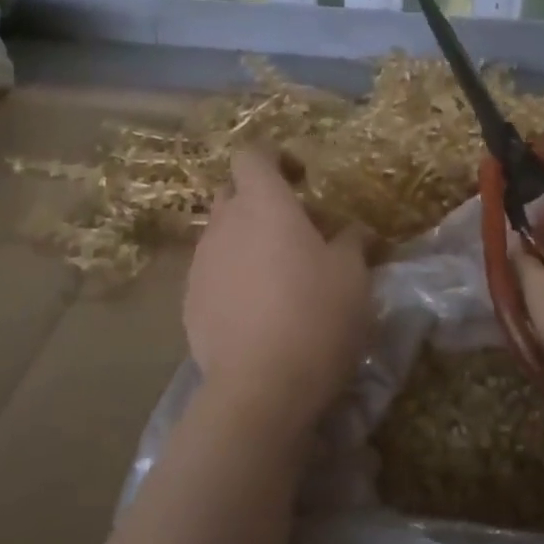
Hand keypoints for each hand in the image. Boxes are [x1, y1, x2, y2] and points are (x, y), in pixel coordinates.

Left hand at [184, 150, 370, 421]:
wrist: (261, 387)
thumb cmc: (316, 316)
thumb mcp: (353, 275)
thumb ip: (351, 241)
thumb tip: (353, 230)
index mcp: (264, 205)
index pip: (252, 155)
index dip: (274, 158)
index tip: (301, 178)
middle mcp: (224, 225)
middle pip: (234, 193)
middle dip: (261, 202)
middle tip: (297, 230)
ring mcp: (201, 264)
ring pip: (223, 235)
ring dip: (248, 242)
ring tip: (279, 276)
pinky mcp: (190, 303)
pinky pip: (213, 274)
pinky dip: (234, 278)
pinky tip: (258, 311)